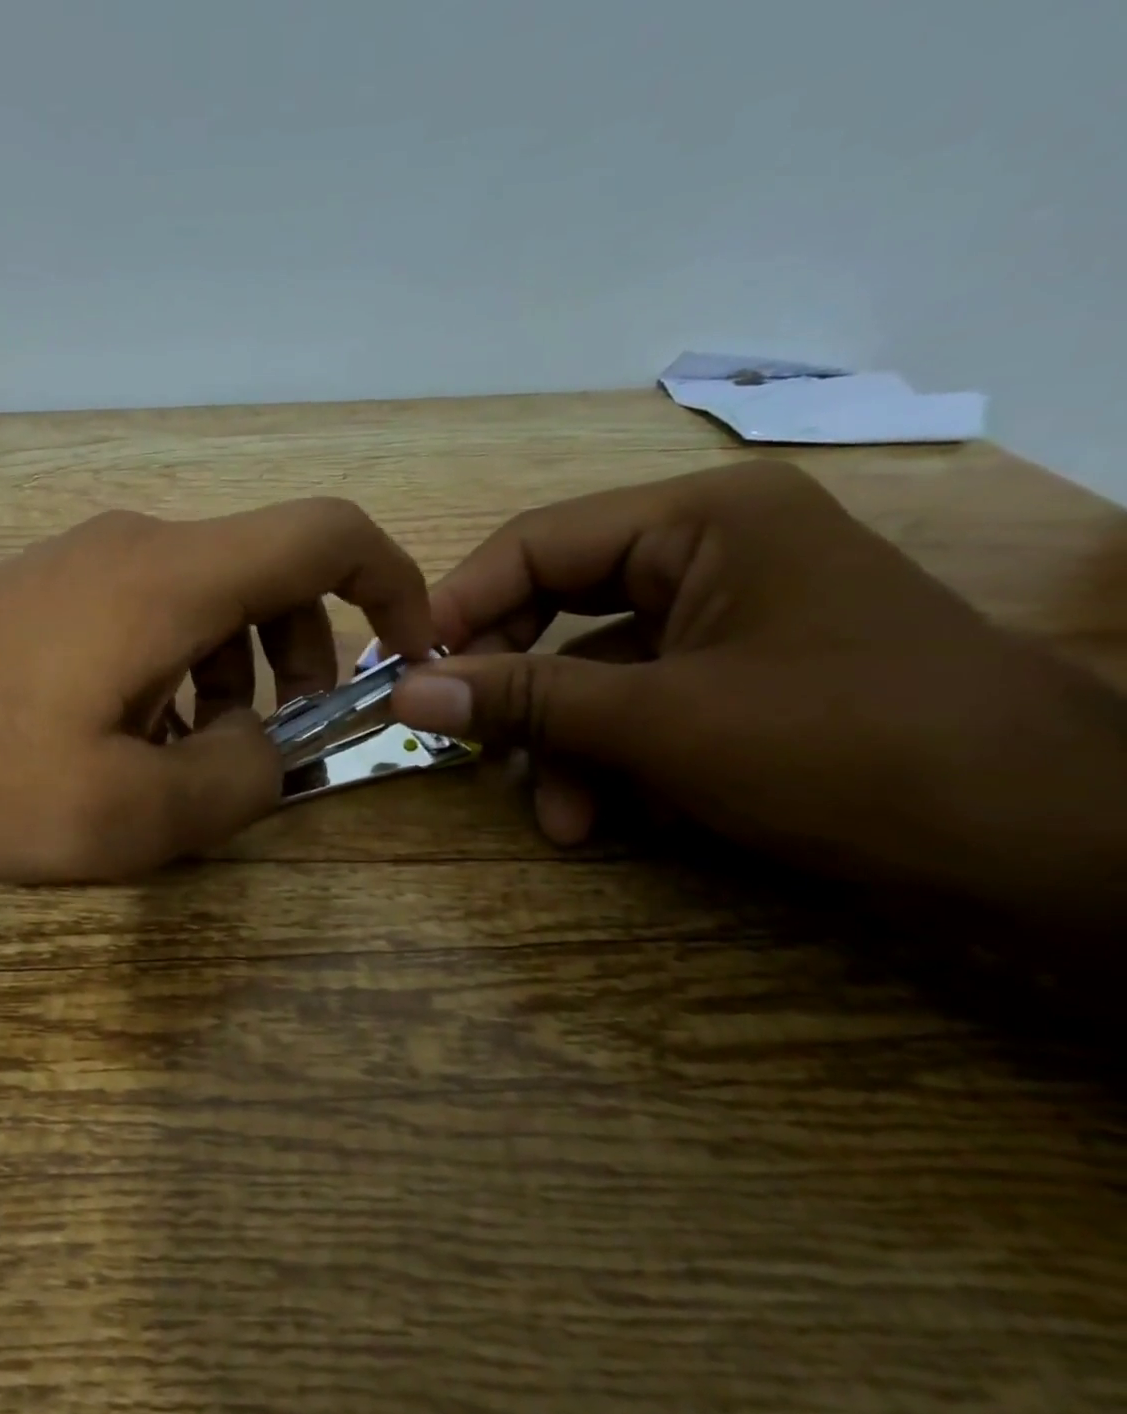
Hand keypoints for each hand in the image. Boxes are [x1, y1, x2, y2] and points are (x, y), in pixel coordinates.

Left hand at [0, 501, 437, 882]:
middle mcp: (136, 545)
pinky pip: (148, 613)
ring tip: (188, 755)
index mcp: (172, 578)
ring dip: (232, 672)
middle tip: (271, 741)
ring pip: (207, 599)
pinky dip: (176, 669)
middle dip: (301, 655)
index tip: (404, 654)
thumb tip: (269, 746)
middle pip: (268, 572)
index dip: (391, 584)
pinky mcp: (45, 590)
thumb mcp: (132, 814)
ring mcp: (83, 561)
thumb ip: (239, 780)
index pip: (326, 533)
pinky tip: (129, 737)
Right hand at [389, 462, 1126, 929]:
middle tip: (462, 736)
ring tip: (553, 816)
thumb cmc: (847, 750)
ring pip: (591, 669)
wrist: (1049, 851)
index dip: (461, 607)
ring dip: (559, 744)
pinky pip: (636, 705)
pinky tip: (598, 820)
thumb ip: (523, 700)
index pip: (536, 543)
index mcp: (698, 522)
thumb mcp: (661, 723)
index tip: (404, 671)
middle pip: (557, 605)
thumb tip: (403, 693)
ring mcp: (725, 619)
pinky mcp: (736, 678)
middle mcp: (708, 554)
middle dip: (512, 684)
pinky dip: (607, 761)